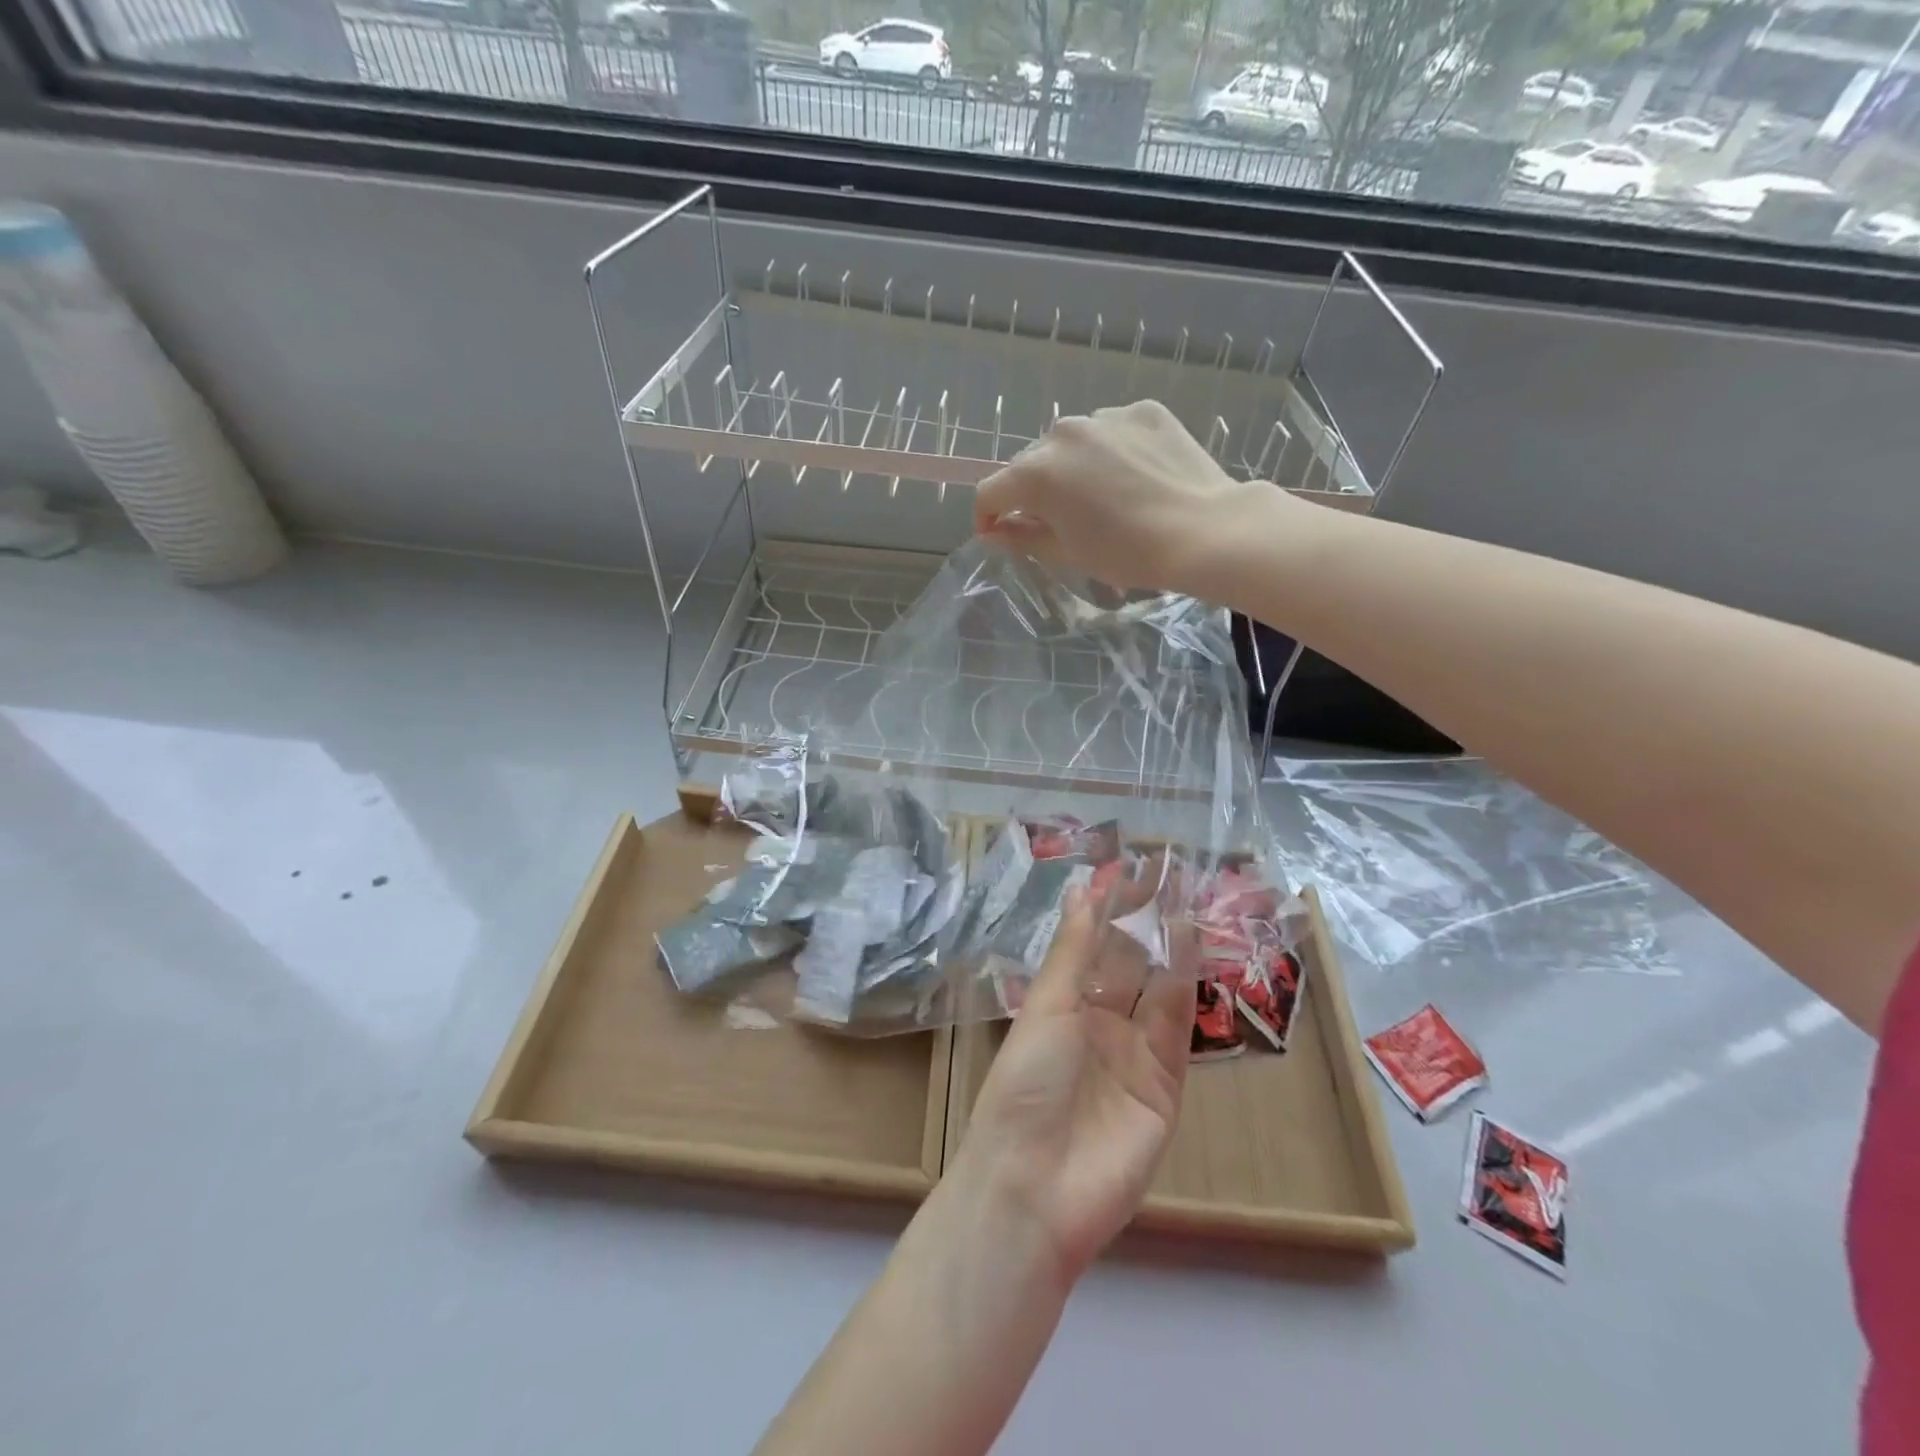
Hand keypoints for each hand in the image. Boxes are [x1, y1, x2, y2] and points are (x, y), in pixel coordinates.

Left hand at [952, 882, 1197, 1283]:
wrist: (1037, 1186)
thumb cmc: (1026, 1083)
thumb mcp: (1046, 1007)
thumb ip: (1073, 950)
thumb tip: (1082, 889)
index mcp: (1060, 1007)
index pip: (1090, 947)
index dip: (1107, 910)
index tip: (1126, 868)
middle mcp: (1097, 1026)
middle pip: (1126, 964)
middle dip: (1143, 921)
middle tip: (1166, 873)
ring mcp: (1133, 1056)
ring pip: (1157, 989)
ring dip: (1169, 947)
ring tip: (1184, 897)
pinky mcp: (1166, 1088)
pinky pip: (1177, 1030)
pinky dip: (1186, 988)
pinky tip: (1191, 947)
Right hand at [974, 399, 1285, 594]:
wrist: (1204, 531)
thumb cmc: (1127, 553)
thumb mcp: (1066, 553)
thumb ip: (1021, 537)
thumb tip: (994, 532)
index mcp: (1037, 473)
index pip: (991, 492)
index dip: (987, 517)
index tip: (998, 535)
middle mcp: (1062, 433)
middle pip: (1029, 464)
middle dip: (1032, 492)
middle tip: (1057, 521)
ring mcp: (1105, 417)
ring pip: (1070, 444)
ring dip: (1071, 468)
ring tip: (1101, 497)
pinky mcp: (1142, 411)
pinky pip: (1110, 432)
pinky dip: (1110, 452)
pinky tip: (1133, 477)